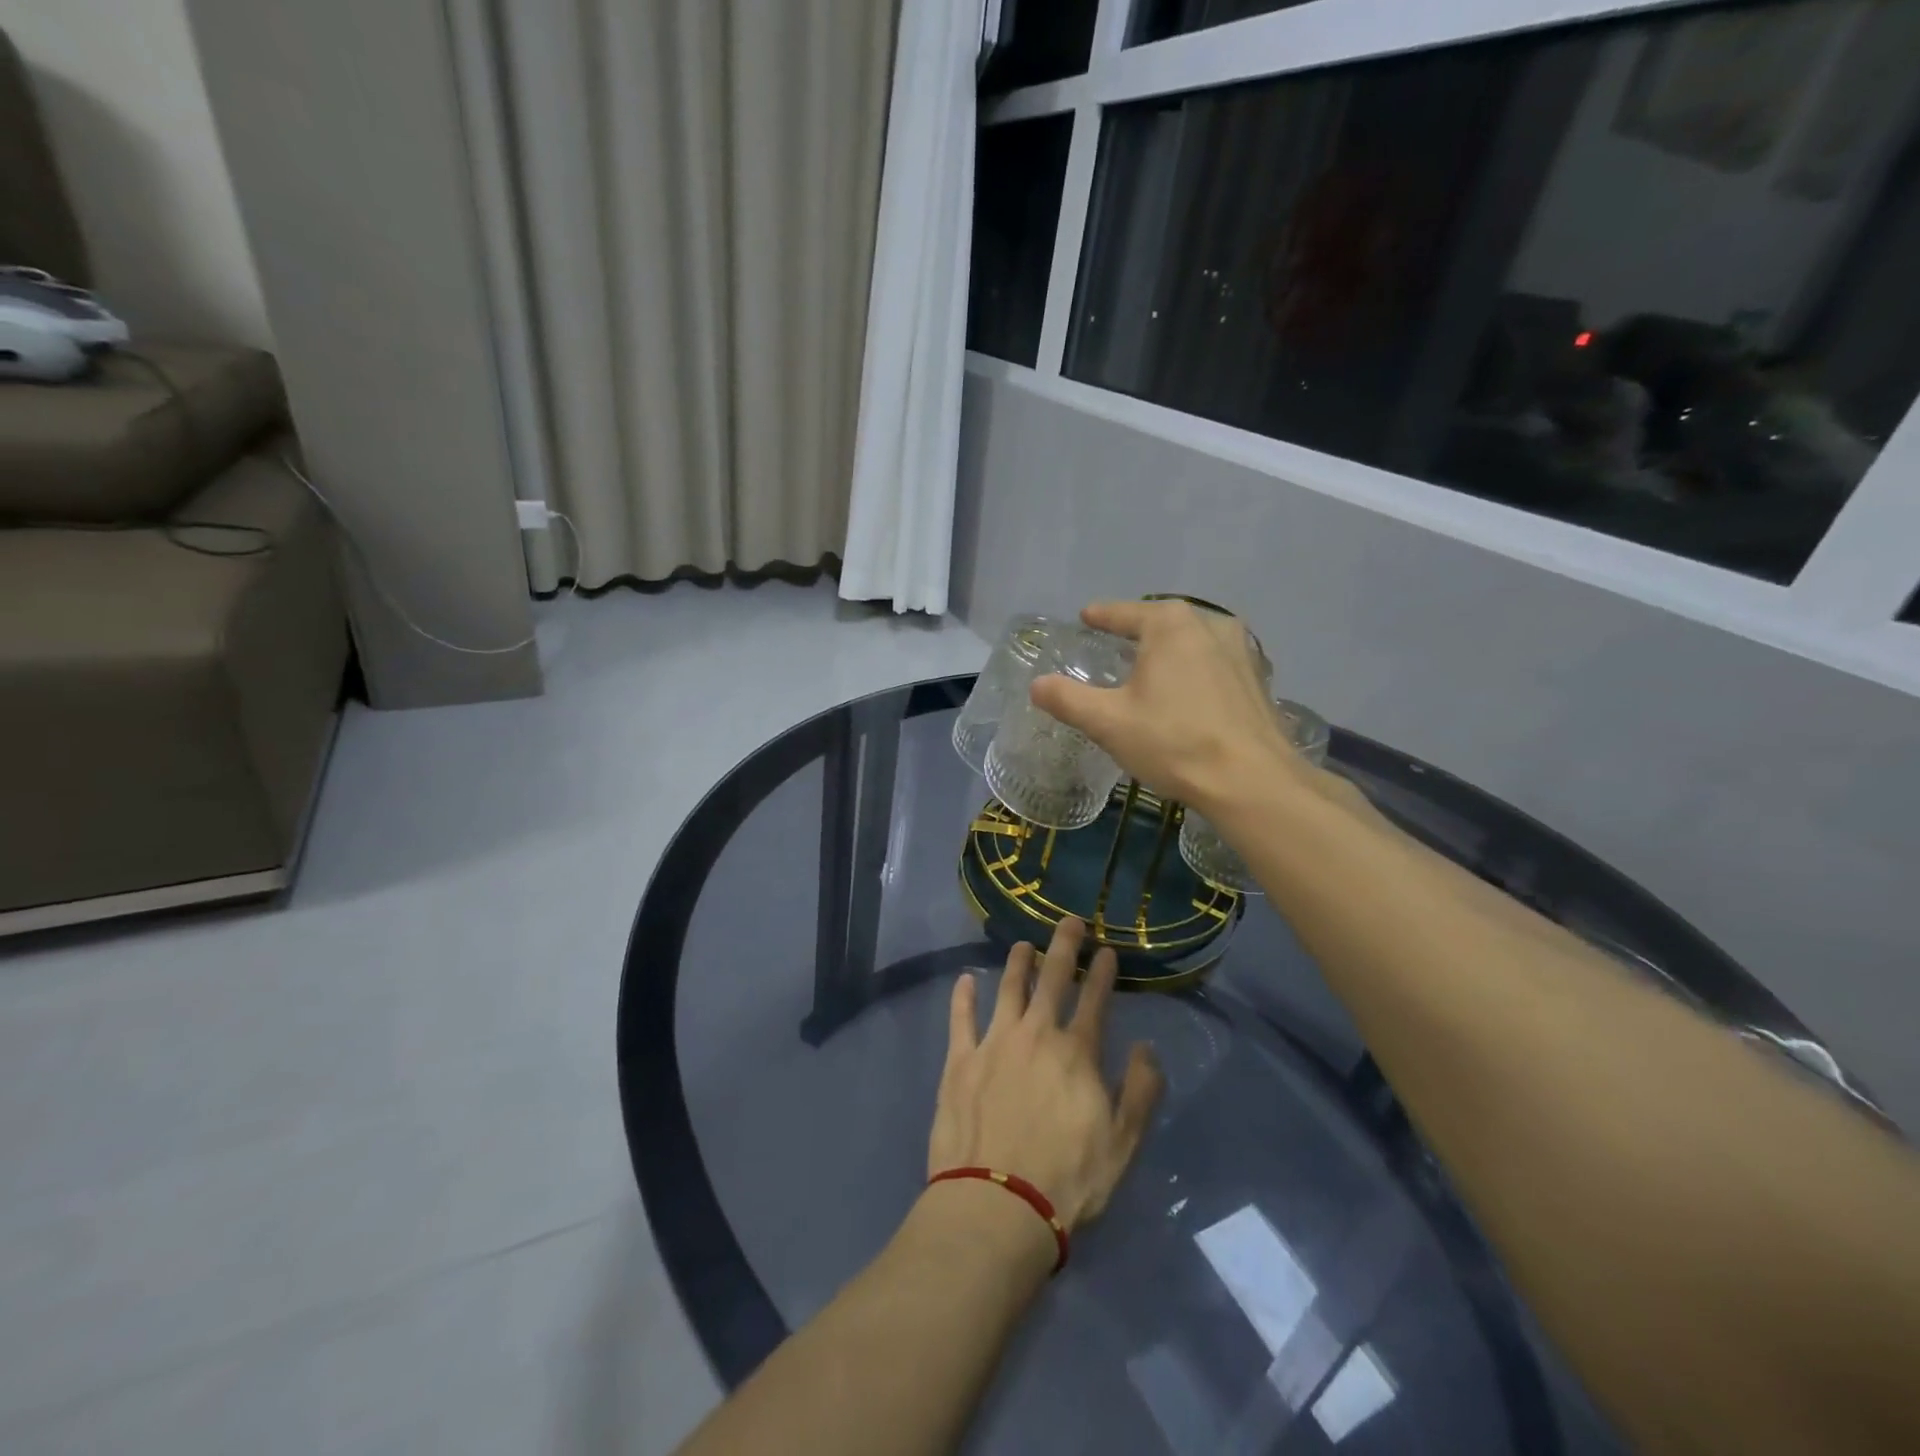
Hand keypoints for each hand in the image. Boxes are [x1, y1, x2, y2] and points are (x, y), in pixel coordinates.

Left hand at [929, 918, 1162, 1231]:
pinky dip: (964, 996)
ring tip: (1022, 945)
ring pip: (1008, 989)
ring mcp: (994, 1043)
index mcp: (1076, 1053)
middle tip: (1069, 921)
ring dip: (1017, 963)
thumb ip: (1140, 1092)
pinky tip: (966, 979)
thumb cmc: (1068, 1179)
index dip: (1102, 972)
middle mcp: (1036, 1035)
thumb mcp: (1123, 1144)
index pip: (1095, 1000)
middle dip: (1063, 946)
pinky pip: (961, 1018)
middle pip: (1052, 979)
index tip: (1106, 949)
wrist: (997, 1204)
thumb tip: (1148, 1048)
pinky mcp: (960, 1061)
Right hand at [1031, 600, 1298, 814]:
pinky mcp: (1257, 679)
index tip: (1085, 617)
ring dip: (1169, 652)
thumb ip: (1067, 699)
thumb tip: (1037, 685)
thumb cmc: (1173, 741)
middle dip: (1137, 632)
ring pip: (1192, 642)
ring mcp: (1241, 650)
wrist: (1251, 781)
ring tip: (1149, 669)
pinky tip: (1186, 694)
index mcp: (1170, 624)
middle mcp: (1209, 624)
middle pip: (1161, 623)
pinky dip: (1193, 672)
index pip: (1124, 613)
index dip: (1101, 616)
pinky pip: (1213, 665)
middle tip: (1113, 644)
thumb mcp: (1108, 722)